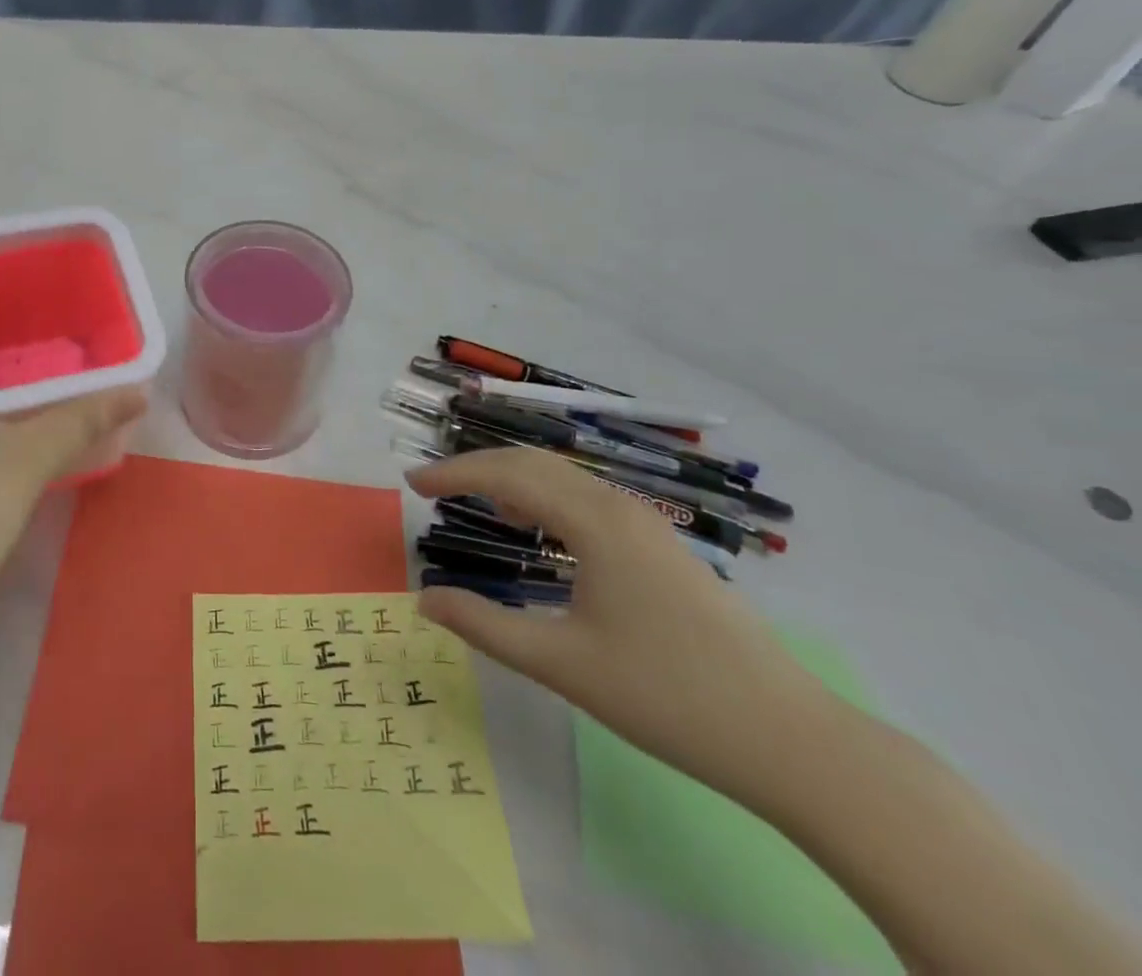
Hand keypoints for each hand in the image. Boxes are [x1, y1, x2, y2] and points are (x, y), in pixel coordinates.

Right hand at [411, 448, 835, 800]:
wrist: (791, 739)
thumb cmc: (667, 696)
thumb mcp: (561, 663)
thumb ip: (484, 626)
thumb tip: (424, 599)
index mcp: (595, 521)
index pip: (508, 474)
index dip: (454, 473)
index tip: (410, 482)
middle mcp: (620, 506)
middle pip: (535, 462)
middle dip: (478, 467)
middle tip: (432, 486)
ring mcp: (648, 525)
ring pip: (564, 478)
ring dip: (513, 481)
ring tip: (477, 505)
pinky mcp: (662, 547)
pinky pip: (589, 500)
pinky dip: (547, 500)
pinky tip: (539, 532)